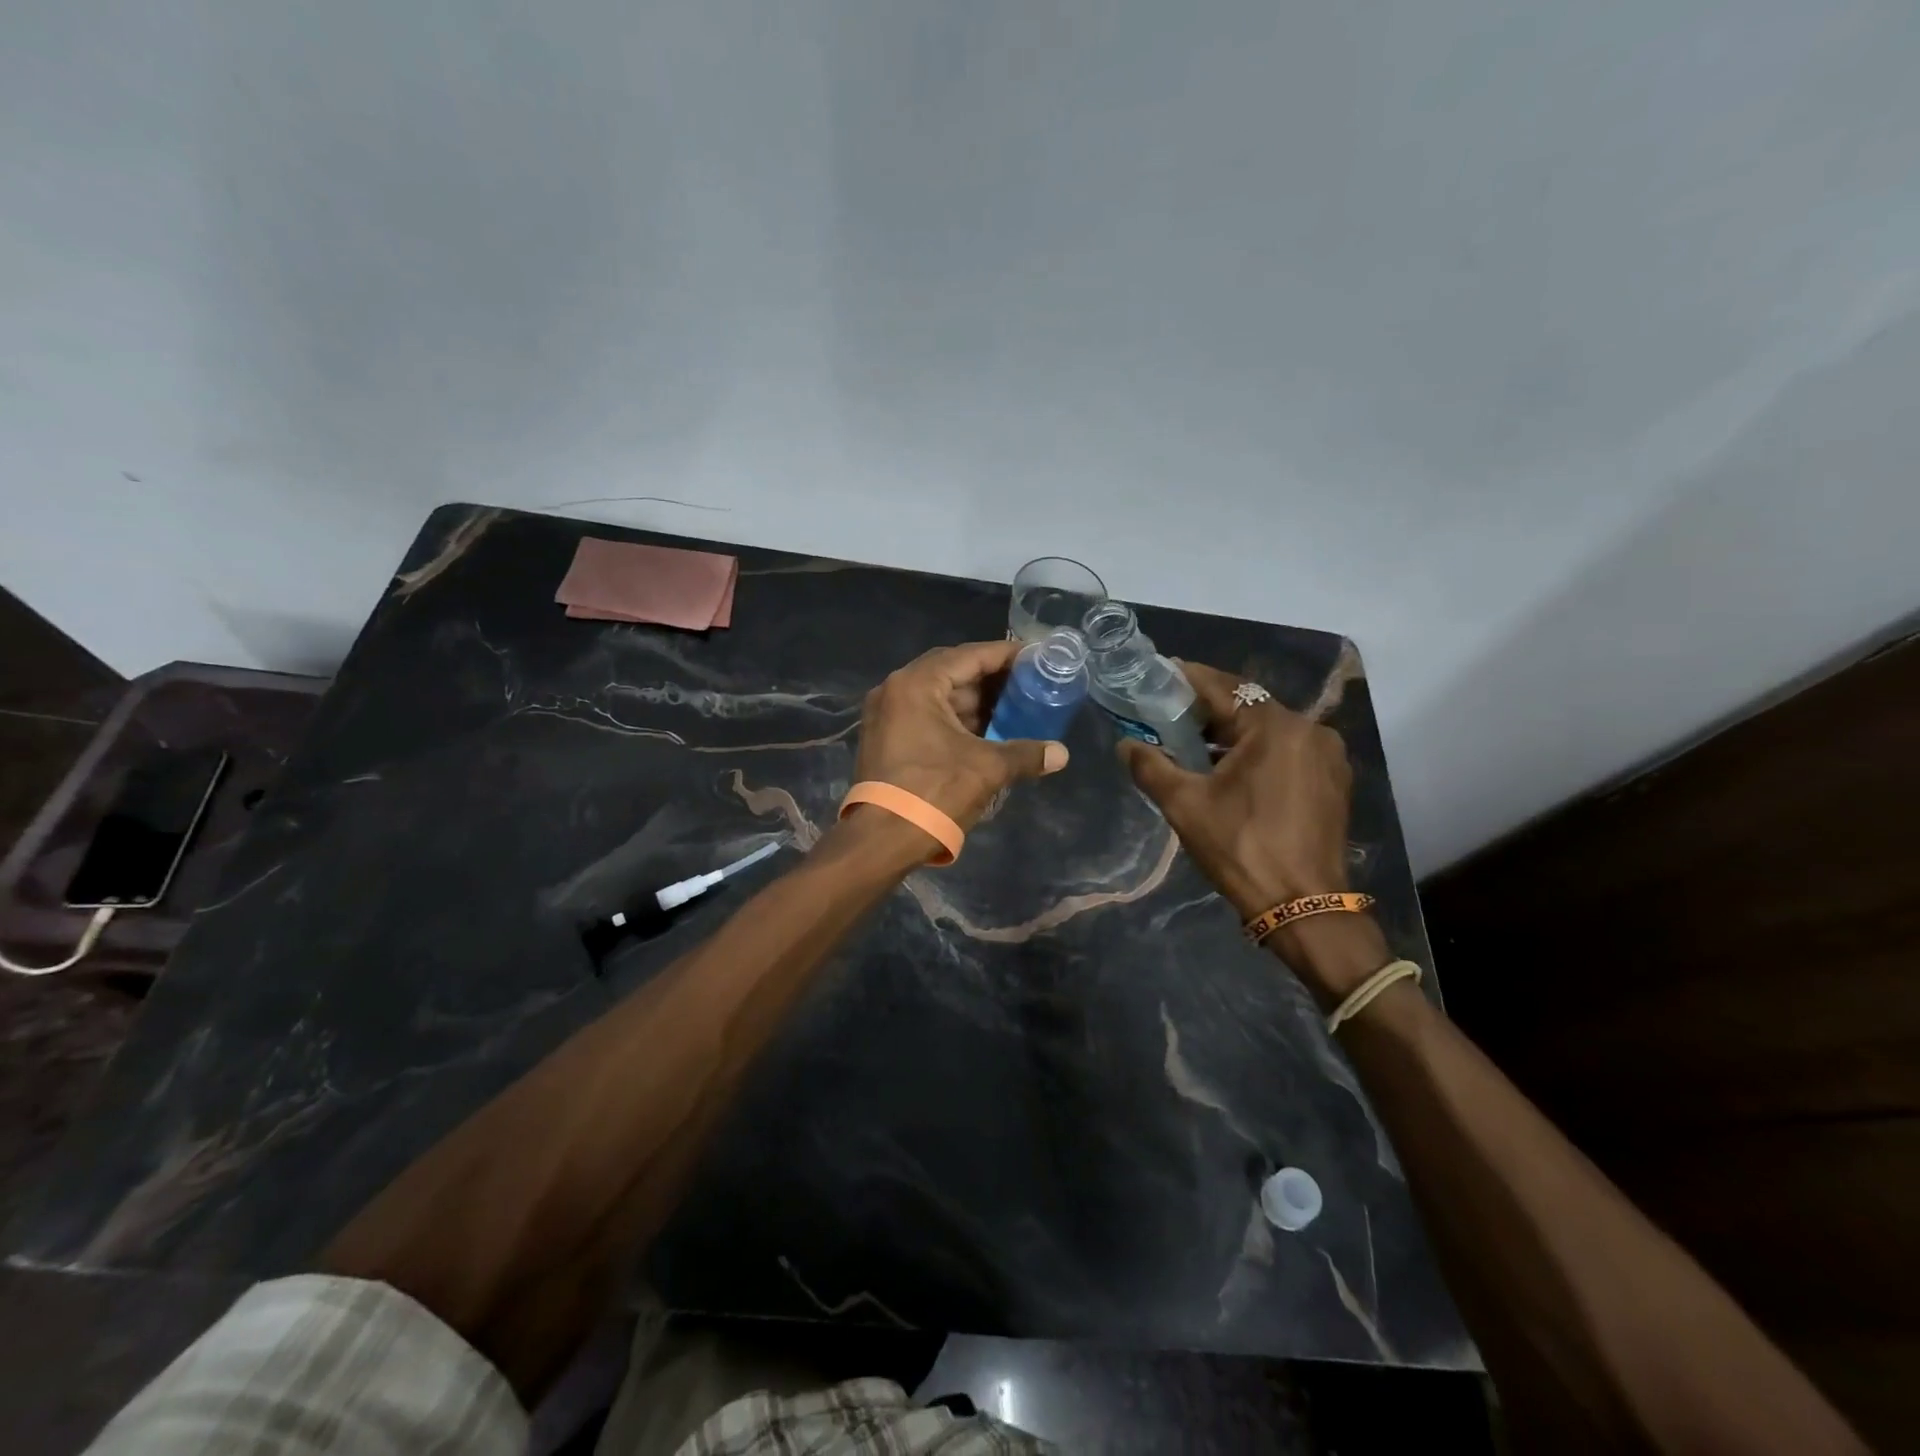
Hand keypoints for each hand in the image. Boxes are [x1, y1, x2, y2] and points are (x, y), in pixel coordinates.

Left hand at [852, 640, 1069, 831]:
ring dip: (974, 702)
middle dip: (991, 679)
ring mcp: (886, 714)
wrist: (881, 840)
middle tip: (1028, 684)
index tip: (1036, 658)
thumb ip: (1026, 754)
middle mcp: (896, 689)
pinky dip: (956, 720)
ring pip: (939, 696)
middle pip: (952, 672)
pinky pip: (927, 716)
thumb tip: (1061, 754)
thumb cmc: (934, 792)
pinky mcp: (885, 738)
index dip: (1006, 656)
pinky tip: (986, 732)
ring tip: (1014, 709)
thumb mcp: (987, 769)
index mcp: (917, 684)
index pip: (970, 656)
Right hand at [1117, 660, 1353, 918]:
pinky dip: (1257, 752)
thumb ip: (1151, 767)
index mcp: (1275, 727)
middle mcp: (1309, 730)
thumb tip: (1125, 744)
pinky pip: (1287, 751)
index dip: (1187, 679)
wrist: (1305, 906)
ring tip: (1194, 743)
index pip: (1224, 687)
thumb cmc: (1241, 848)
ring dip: (1233, 733)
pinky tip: (1231, 770)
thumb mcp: (1185, 805)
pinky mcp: (1333, 781)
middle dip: (1208, 709)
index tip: (1160, 673)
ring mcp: (1327, 757)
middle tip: (1170, 712)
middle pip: (1249, 707)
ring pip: (1269, 730)